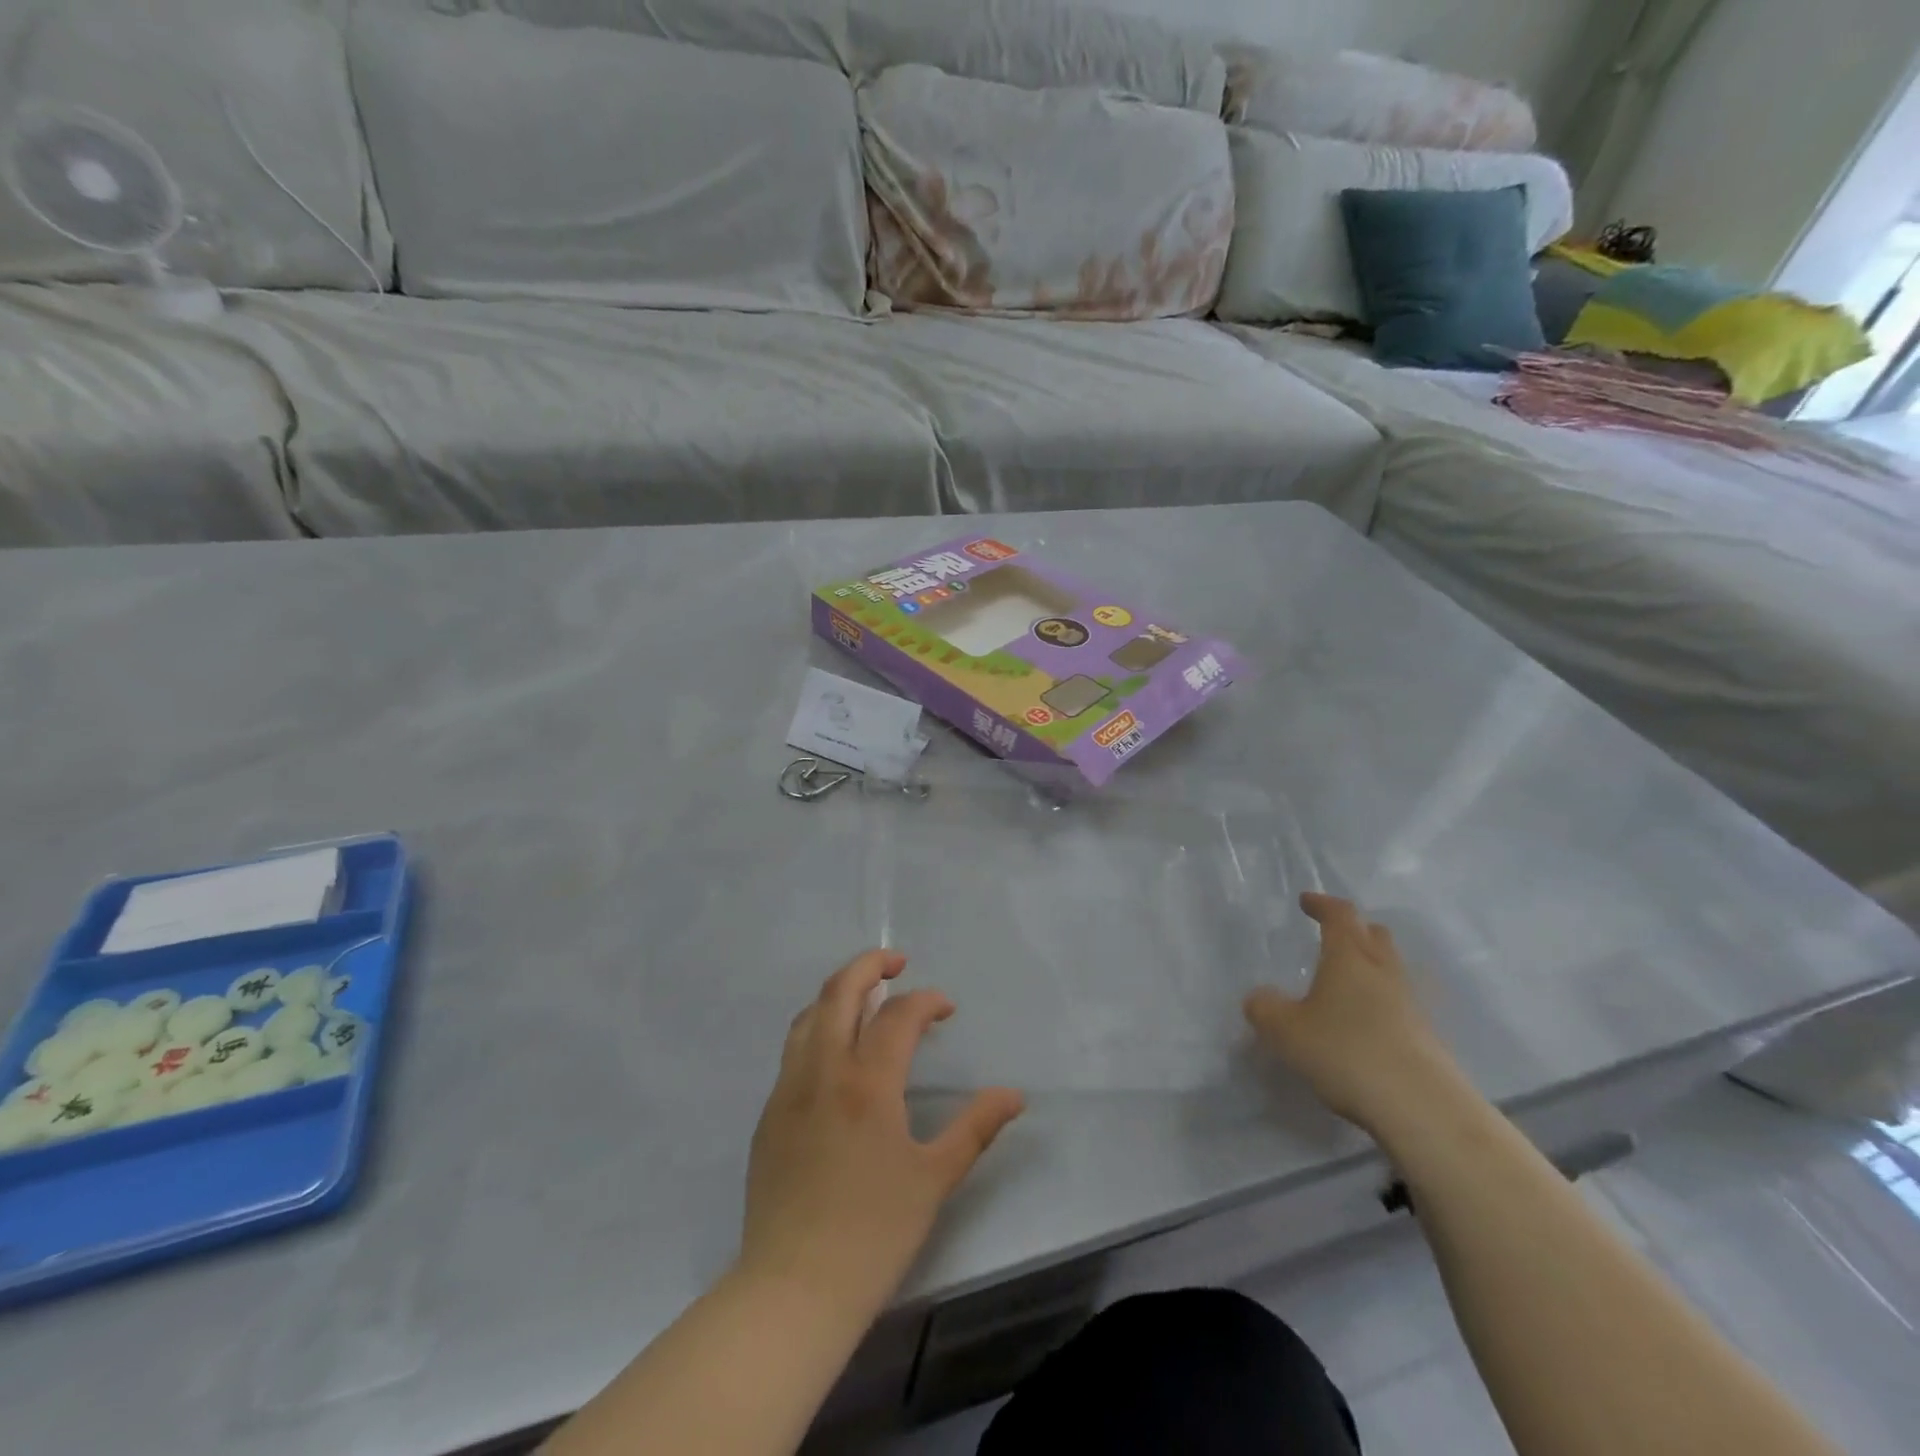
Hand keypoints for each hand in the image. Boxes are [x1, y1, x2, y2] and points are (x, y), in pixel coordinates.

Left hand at [739, 949, 1025, 1323]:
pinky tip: (836, 1052)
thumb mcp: (934, 1179)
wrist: (793, 1289)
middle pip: (840, 992)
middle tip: (896, 962)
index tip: (945, 1009)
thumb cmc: (873, 1234)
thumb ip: (975, 1127)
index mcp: (868, 1083)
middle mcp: (823, 1071)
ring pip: (809, 1015)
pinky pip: (793, 1049)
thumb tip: (1013, 1094)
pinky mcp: (770, 1113)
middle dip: (869, 965)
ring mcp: (789, 1090)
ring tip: (866, 999)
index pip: (898, 1016)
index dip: (926, 1001)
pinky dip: (818, 1028)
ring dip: (839, 993)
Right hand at [1244, 893, 1462, 1136]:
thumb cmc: (1346, 1053)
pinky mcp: (1426, 1036)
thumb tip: (1259, 998)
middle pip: (1374, 935)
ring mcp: (1411, 1003)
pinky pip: (1399, 1003)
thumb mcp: (1285, 1031)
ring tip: (1344, 982)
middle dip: (1353, 929)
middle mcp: (1383, 971)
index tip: (1306, 901)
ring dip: (1369, 966)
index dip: (1322, 904)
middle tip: (1331, 936)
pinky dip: (1379, 1001)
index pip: (1339, 914)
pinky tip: (1362, 1023)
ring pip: (1390, 969)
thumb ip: (1265, 1009)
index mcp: (1349, 957)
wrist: (1423, 1108)